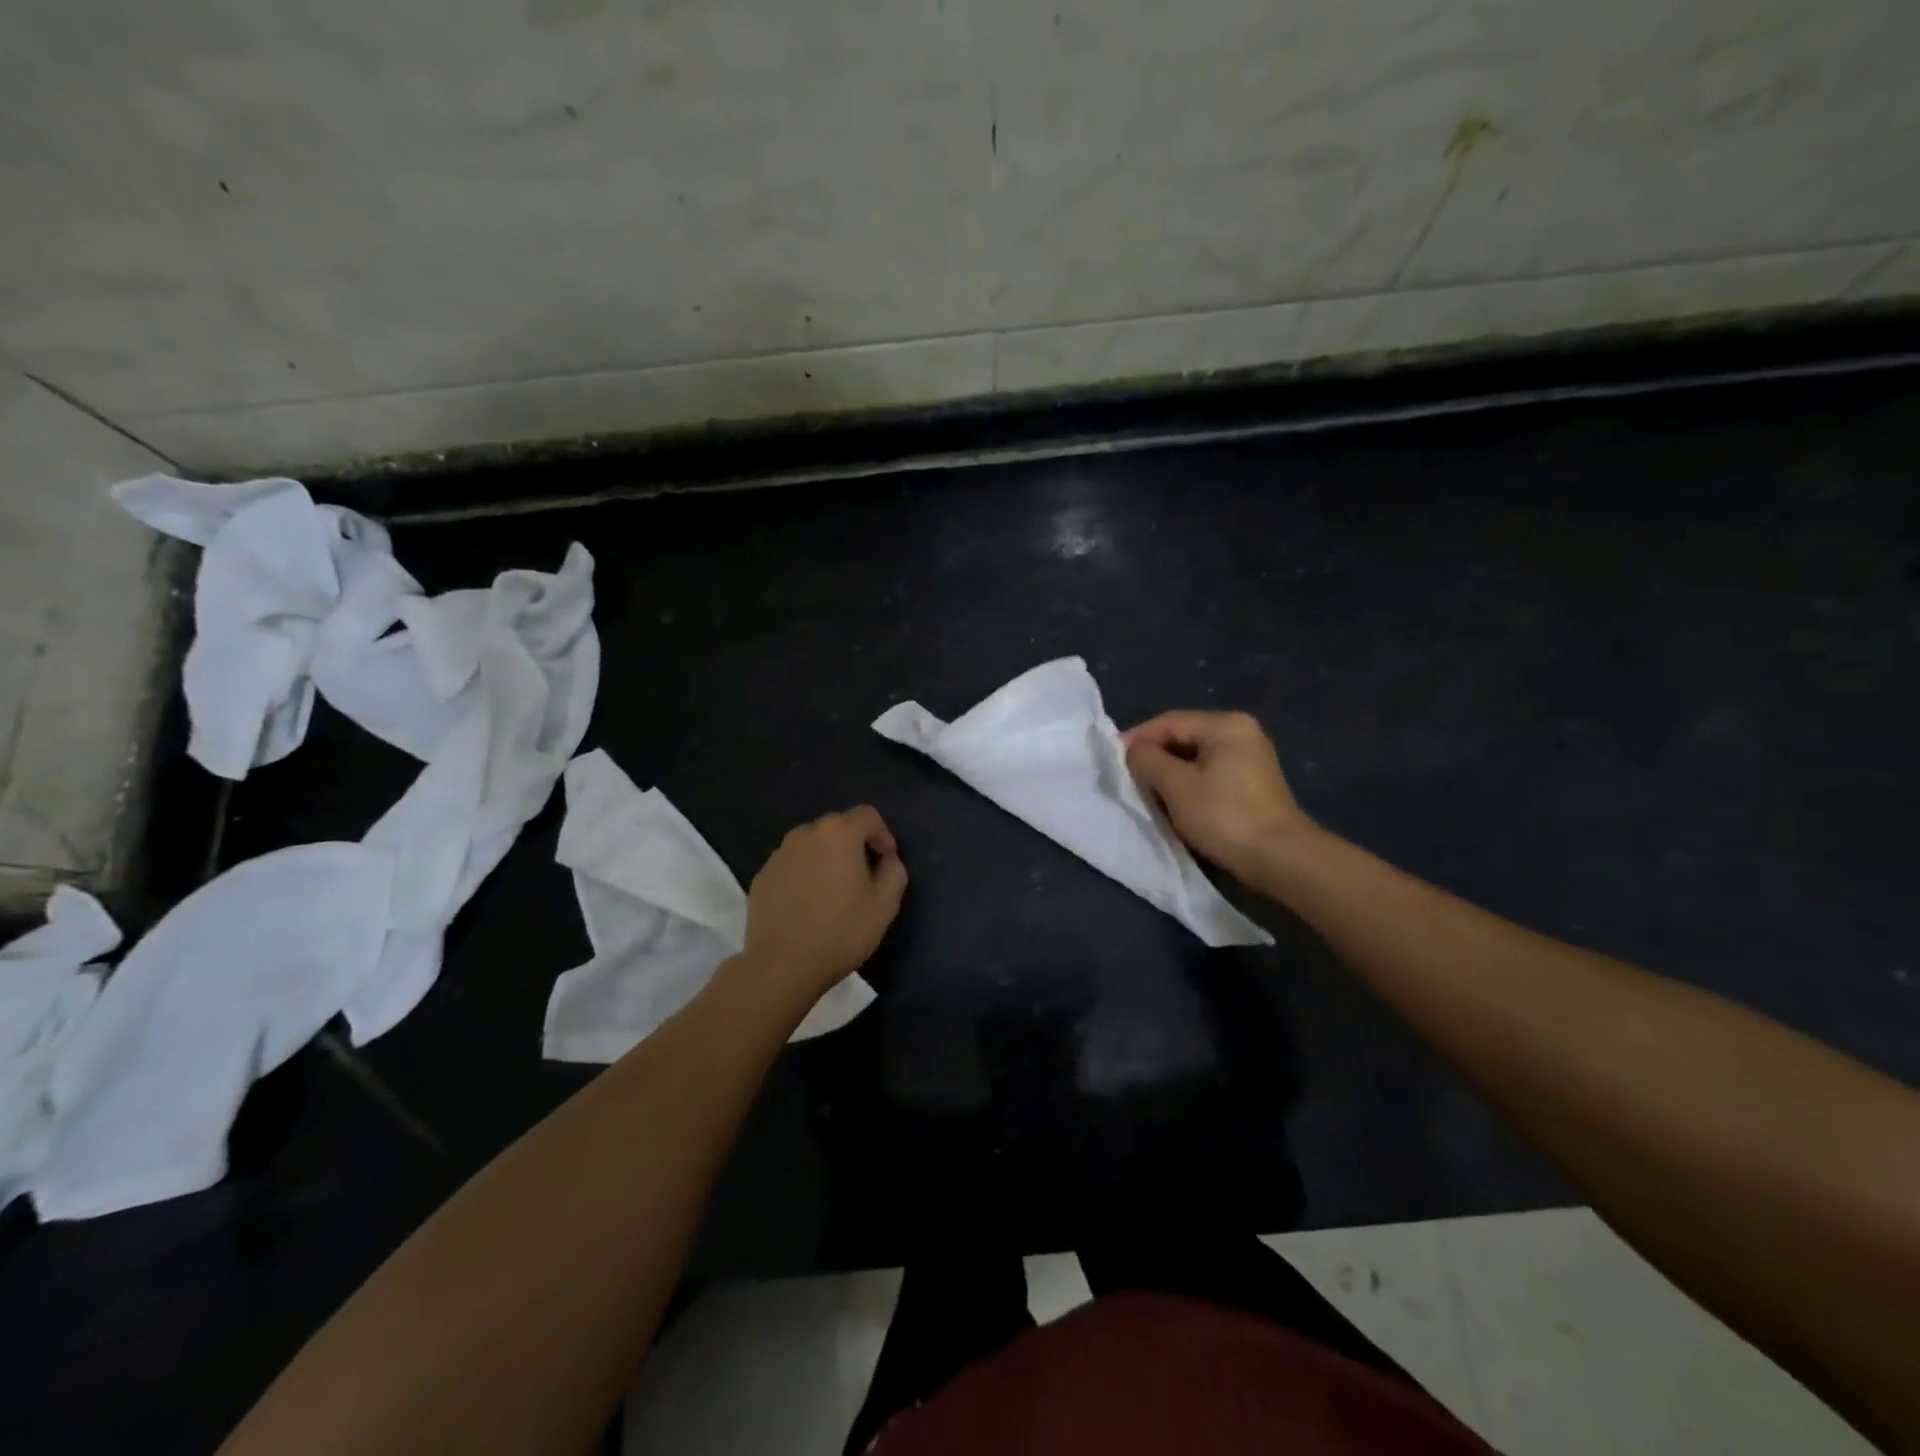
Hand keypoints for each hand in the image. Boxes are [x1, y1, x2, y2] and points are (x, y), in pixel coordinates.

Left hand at [737, 806, 907, 1010]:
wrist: (782, 966)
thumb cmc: (840, 931)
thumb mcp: (885, 905)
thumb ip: (894, 872)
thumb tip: (887, 859)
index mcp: (838, 833)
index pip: (868, 816)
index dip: (883, 835)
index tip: (887, 864)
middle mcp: (804, 834)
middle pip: (837, 827)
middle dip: (854, 845)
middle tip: (863, 879)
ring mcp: (778, 855)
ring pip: (811, 846)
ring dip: (826, 859)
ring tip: (833, 893)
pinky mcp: (761, 877)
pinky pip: (791, 866)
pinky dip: (803, 875)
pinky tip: (807, 906)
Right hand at [1123, 710, 1315, 881]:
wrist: (1279, 858)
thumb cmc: (1224, 815)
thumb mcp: (1176, 785)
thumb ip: (1147, 760)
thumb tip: (1135, 752)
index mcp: (1226, 725)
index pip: (1169, 722)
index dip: (1137, 738)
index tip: (1113, 759)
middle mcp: (1241, 734)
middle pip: (1183, 738)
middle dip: (1153, 758)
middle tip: (1128, 779)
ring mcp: (1250, 760)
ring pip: (1195, 759)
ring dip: (1169, 775)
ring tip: (1147, 794)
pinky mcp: (1252, 786)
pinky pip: (1209, 776)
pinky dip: (1188, 787)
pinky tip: (1174, 805)